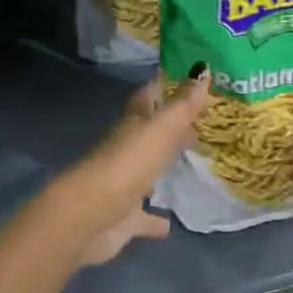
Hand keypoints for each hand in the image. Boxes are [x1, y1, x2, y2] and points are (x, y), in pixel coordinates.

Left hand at [60, 72, 210, 265]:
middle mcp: (126, 150)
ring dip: (161, 169)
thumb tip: (203, 68)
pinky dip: (155, 219)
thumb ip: (183, 105)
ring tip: (189, 165)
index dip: (165, 88)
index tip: (189, 81)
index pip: (148, 98)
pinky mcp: (124, 218)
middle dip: (170, 128)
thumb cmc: (127, 165)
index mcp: (133, 125)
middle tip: (199, 125)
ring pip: (146, 172)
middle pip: (150, 134)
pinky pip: (143, 217)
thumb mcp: (160, 129)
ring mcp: (124, 184)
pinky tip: (169, 224)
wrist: (89, 216)